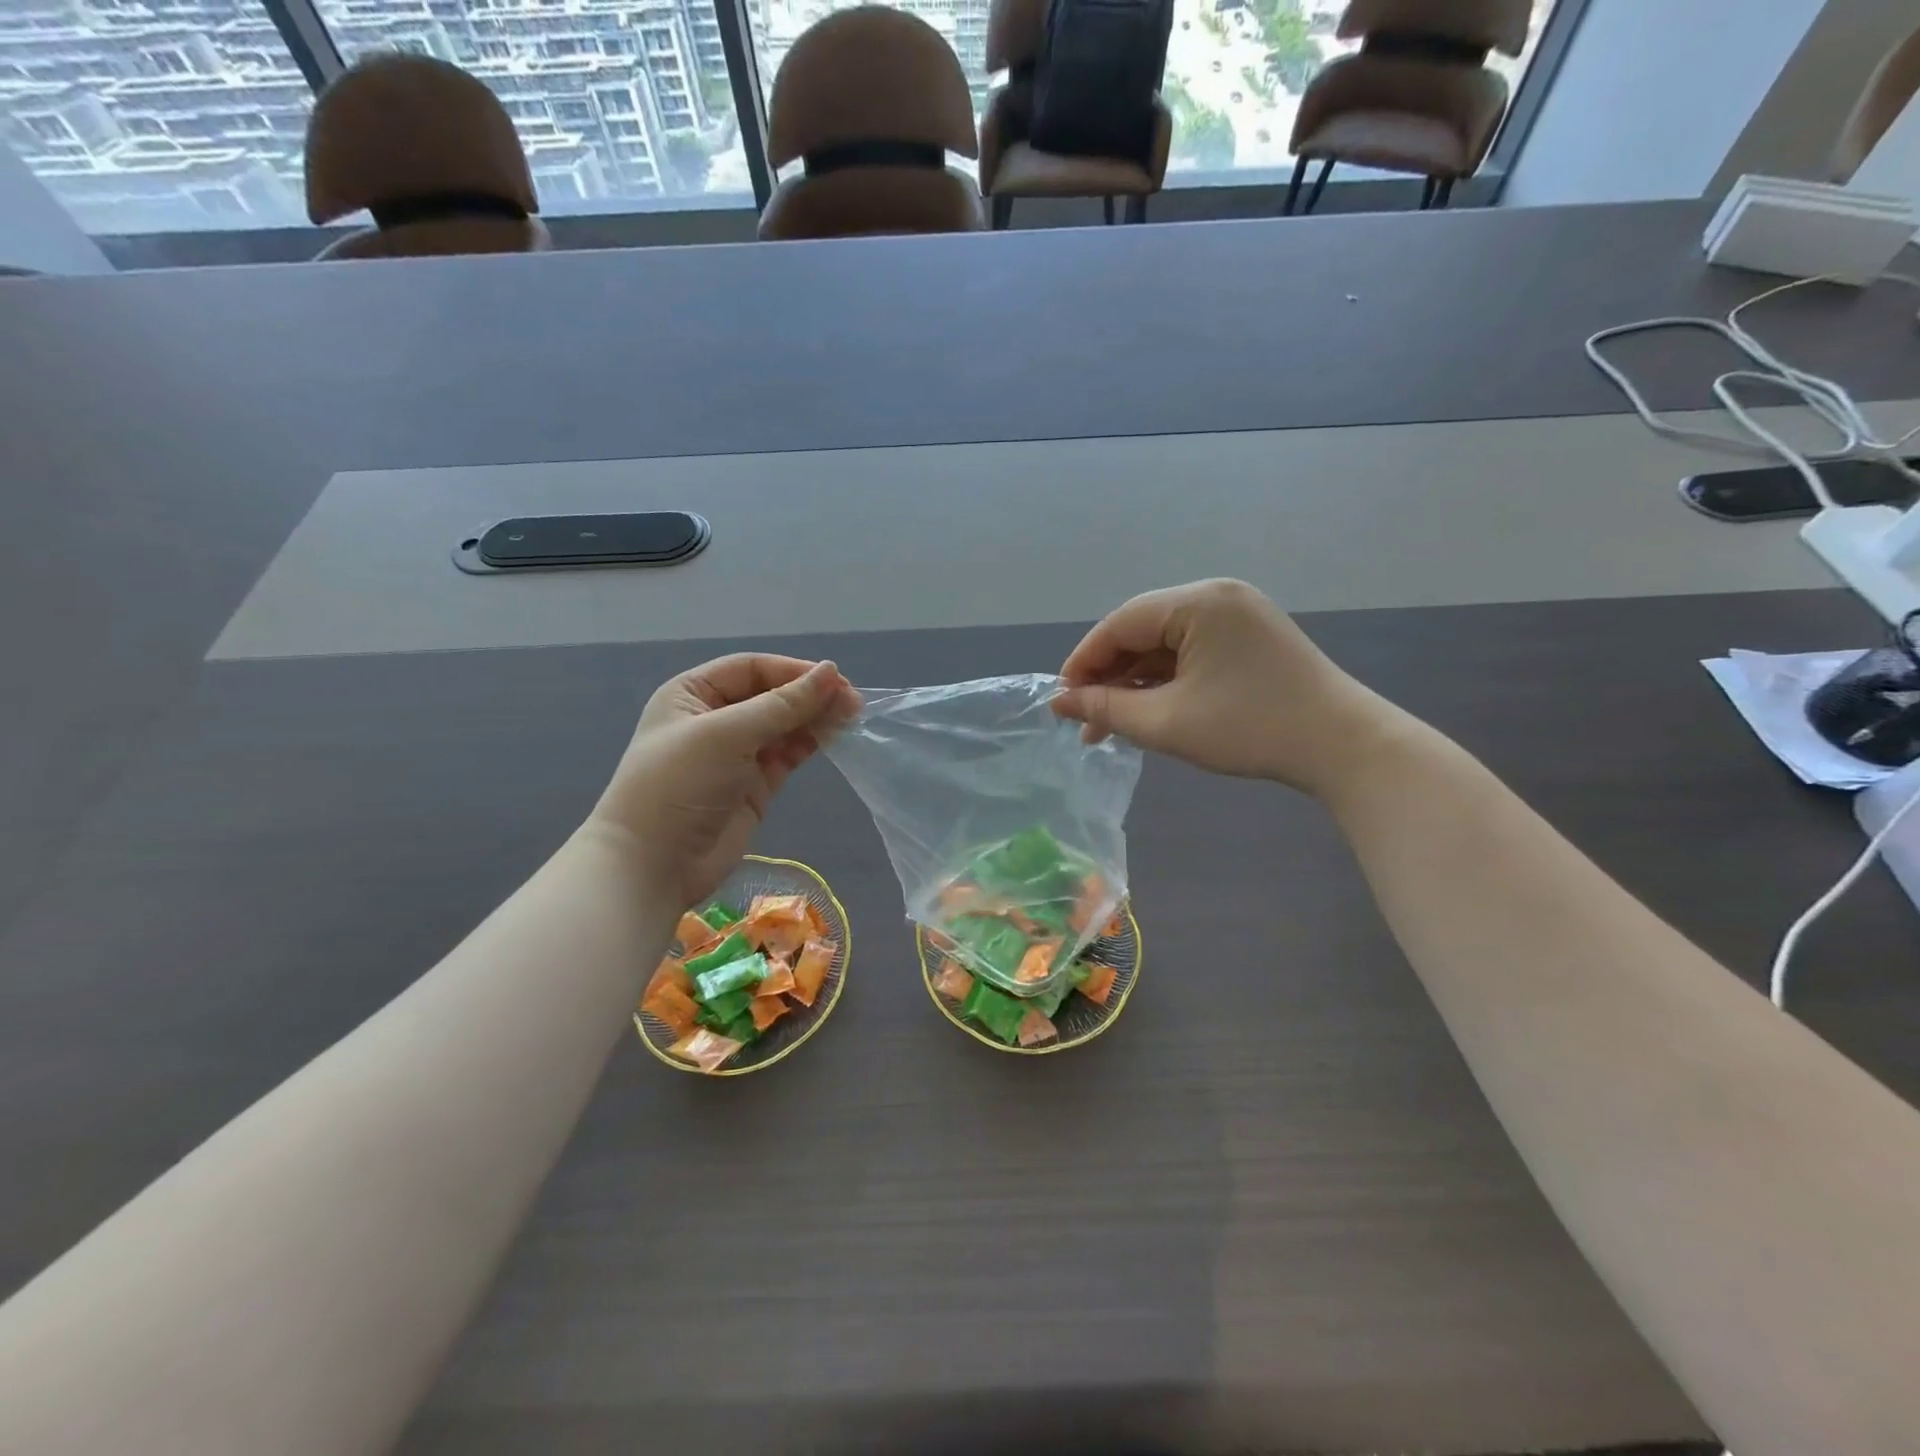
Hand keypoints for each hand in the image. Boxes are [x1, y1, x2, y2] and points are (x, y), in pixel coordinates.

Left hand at [587, 654, 860, 908]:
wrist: (654, 864)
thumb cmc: (680, 784)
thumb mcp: (727, 734)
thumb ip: (782, 704)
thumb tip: (831, 671)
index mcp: (693, 694)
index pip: (752, 670)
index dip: (793, 671)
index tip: (835, 680)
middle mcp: (715, 719)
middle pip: (772, 696)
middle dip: (810, 696)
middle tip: (854, 702)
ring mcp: (736, 754)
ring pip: (784, 726)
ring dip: (815, 719)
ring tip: (852, 717)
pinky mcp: (755, 785)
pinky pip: (788, 755)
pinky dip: (810, 745)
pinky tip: (834, 738)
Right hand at [1052, 579, 1403, 793]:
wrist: (1343, 746)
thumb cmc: (1249, 729)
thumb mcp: (1167, 722)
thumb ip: (1106, 709)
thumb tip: (1059, 703)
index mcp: (1197, 602)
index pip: (1120, 624)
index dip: (1083, 662)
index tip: (1061, 701)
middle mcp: (1216, 596)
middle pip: (1141, 630)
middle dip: (1109, 676)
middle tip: (1085, 720)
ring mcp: (1237, 614)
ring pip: (1164, 643)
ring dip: (1135, 682)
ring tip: (1111, 725)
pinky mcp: (1249, 637)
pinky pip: (1190, 651)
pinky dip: (1165, 680)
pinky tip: (1148, 710)